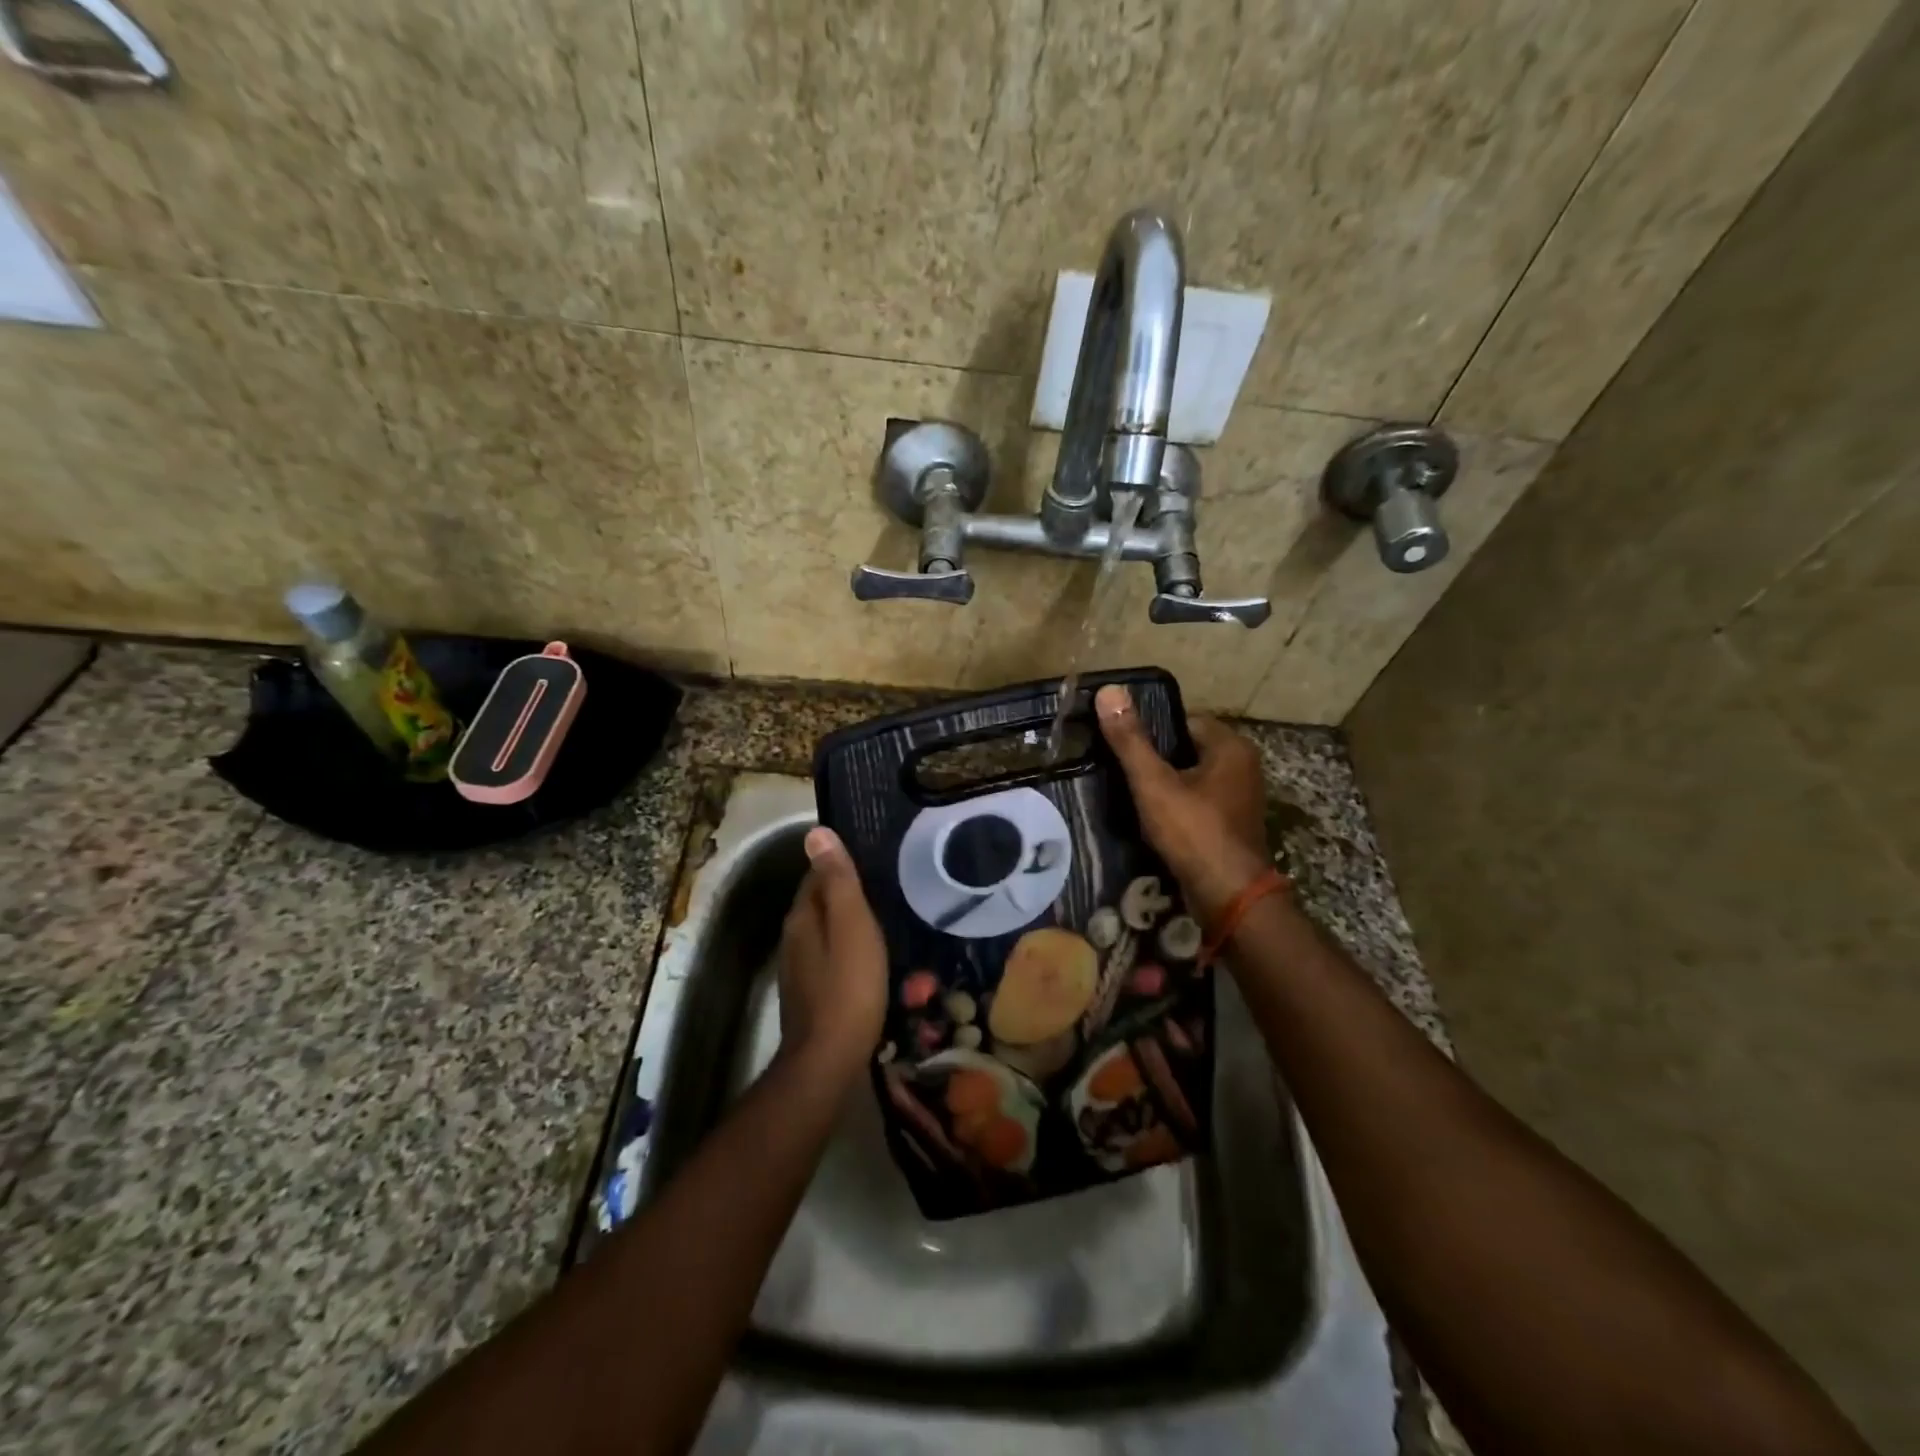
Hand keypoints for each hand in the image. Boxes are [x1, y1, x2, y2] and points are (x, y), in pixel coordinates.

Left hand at [777, 827, 887, 1078]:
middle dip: (845, 892)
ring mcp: (798, 968)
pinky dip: (846, 949)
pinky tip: (867, 957)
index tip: (873, 861)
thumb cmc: (848, 986)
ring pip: (823, 931)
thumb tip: (815, 833)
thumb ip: (837, 880)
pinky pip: (828, 956)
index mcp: (802, 916)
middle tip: (885, 887)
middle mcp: (793, 937)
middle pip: (819, 902)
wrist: (829, 1059)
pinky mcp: (809, 993)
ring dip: (846, 922)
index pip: (817, 875)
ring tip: (882, 918)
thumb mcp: (852, 925)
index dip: (842, 865)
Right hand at [1095, 684, 1274, 922]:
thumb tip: (1109, 690)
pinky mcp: (1232, 826)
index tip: (1120, 743)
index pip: (1183, 721)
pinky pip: (1198, 804)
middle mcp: (1242, 767)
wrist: (1229, 897)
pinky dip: (1176, 808)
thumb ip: (1130, 740)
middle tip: (1119, 769)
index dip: (1150, 730)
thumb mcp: (1154, 783)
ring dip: (1164, 786)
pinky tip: (1151, 821)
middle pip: (1186, 750)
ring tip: (1129, 795)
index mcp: (1230, 747)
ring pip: (1191, 779)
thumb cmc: (1194, 832)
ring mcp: (1240, 799)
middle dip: (1155, 760)